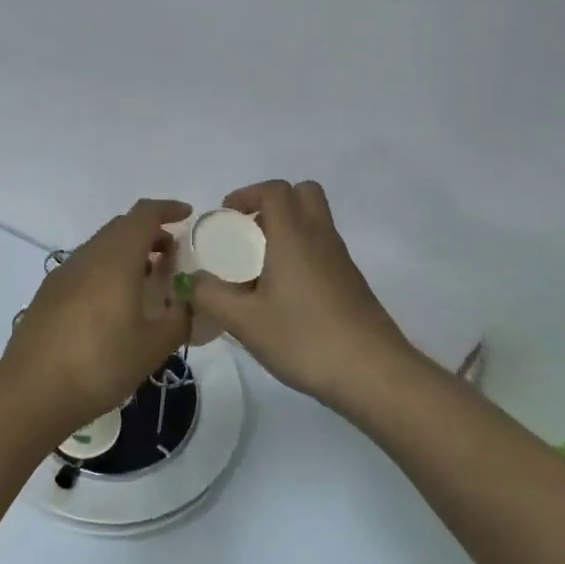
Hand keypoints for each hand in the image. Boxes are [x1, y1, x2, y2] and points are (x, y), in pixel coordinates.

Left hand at [0, 199, 192, 438]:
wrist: (32, 390)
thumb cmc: (100, 363)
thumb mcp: (154, 346)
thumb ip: (179, 318)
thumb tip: (189, 303)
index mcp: (116, 258)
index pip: (144, 215)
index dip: (167, 209)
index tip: (187, 215)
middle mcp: (87, 256)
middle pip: (121, 228)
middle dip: (150, 234)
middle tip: (173, 258)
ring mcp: (63, 273)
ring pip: (101, 248)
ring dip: (127, 254)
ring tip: (148, 284)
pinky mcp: (48, 293)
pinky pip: (85, 268)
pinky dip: (107, 271)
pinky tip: (114, 305)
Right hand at [186, 181, 431, 414]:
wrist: (372, 373)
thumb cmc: (304, 338)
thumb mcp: (244, 321)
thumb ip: (210, 296)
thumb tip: (191, 280)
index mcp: (294, 236)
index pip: (275, 190)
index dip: (247, 194)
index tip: (225, 218)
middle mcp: (320, 238)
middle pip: (303, 194)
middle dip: (271, 204)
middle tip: (247, 233)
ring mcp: (340, 260)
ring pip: (314, 222)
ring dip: (285, 230)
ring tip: (257, 268)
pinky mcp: (351, 283)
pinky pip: (321, 249)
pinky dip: (300, 254)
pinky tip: (282, 295)